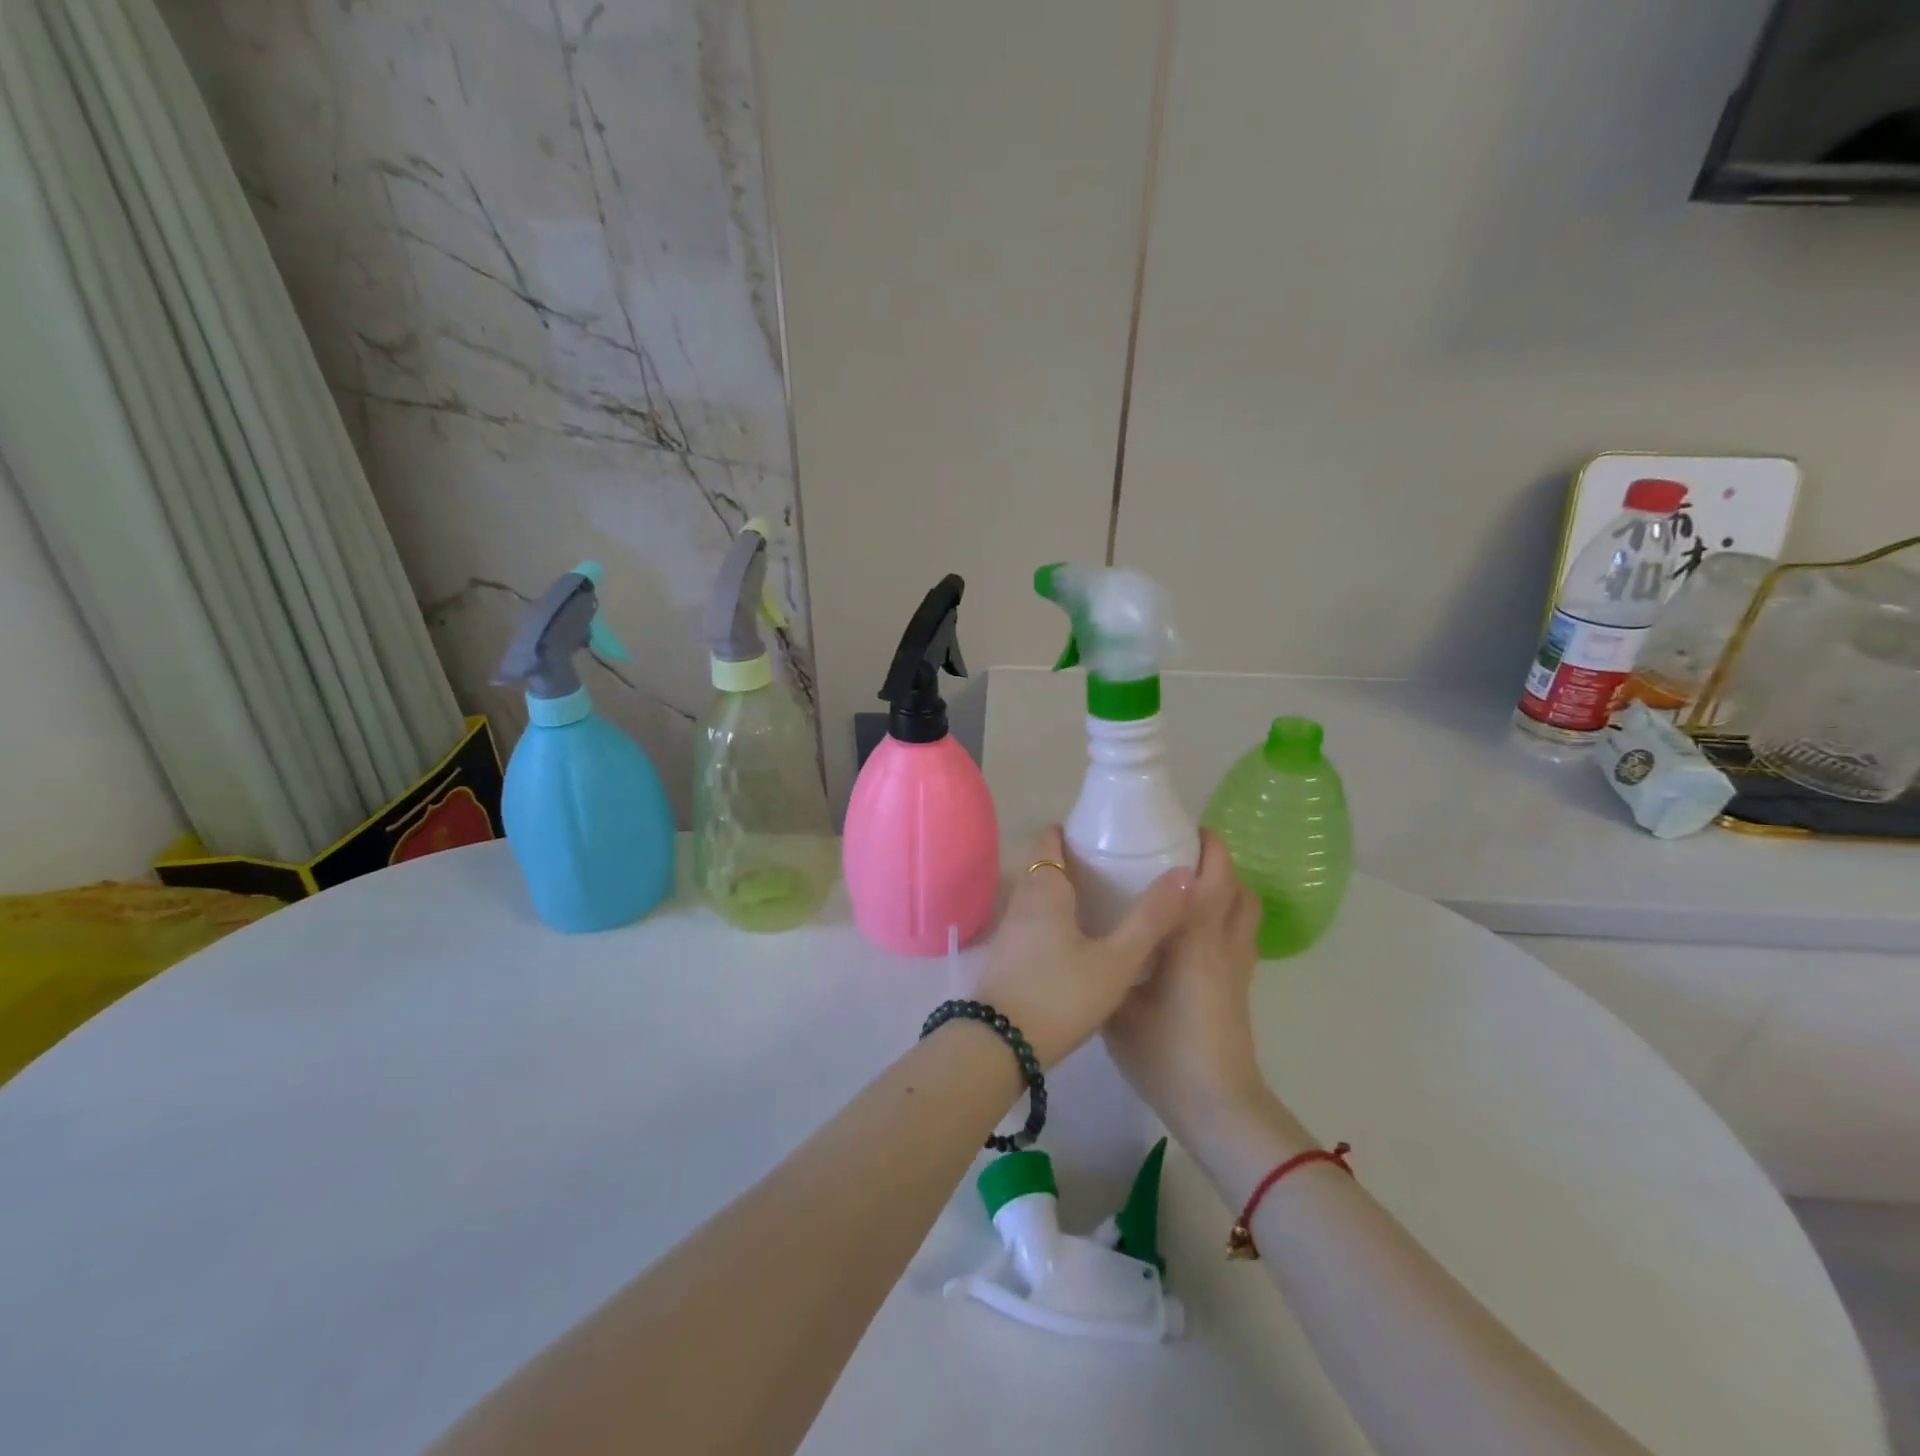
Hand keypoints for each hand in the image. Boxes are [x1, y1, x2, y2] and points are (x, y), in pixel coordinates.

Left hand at [972, 827, 1192, 1068]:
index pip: (1051, 839)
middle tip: (1118, 866)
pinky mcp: (1008, 956)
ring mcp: (1011, 929)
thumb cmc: (1060, 995)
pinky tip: (1084, 938)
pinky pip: (1036, 920)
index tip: (1107, 833)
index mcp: (1044, 888)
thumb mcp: (1115, 961)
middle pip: (1047, 865)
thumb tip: (1184, 873)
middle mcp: (1022, 900)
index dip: (1075, 830)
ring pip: (1041, 895)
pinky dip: (1058, 917)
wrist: (1000, 1047)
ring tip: (1108, 900)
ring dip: (1068, 891)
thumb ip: (1150, 918)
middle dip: (1077, 861)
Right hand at [1104, 830, 1269, 1142]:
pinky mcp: (1240, 987)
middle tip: (1178, 855)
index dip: (1207, 846)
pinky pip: (1240, 935)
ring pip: (1245, 912)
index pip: (1215, 877)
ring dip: (1226, 890)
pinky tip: (1191, 932)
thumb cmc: (1165, 1052)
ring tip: (1186, 888)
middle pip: (1238, 888)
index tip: (1180, 828)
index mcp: (1195, 939)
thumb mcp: (1118, 1006)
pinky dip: (1225, 917)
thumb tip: (1087, 942)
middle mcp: (1224, 944)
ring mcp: (1238, 967)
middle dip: (1217, 863)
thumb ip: (1108, 967)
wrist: (1216, 1106)